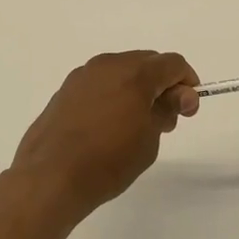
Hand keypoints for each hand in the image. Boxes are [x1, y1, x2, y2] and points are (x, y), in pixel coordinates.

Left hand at [10, 51, 200, 217]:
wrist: (50, 176)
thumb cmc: (109, 160)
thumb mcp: (150, 138)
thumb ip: (167, 110)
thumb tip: (179, 95)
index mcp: (134, 72)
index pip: (172, 63)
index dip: (187, 83)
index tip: (187, 110)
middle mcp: (108, 64)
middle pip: (147, 63)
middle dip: (162, 85)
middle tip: (166, 119)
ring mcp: (83, 75)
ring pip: (121, 71)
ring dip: (136, 89)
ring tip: (136, 125)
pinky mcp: (65, 91)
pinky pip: (99, 84)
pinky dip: (113, 95)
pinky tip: (109, 125)